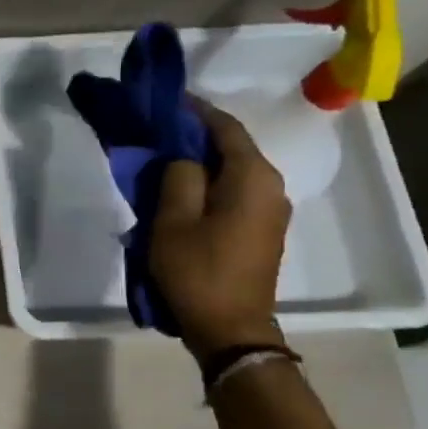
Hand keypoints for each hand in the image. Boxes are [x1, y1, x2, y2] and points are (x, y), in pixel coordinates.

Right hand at [149, 101, 291, 360]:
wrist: (230, 329)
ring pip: (233, 171)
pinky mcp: (261, 230)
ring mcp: (270, 211)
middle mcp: (271, 187)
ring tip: (163, 157)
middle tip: (156, 129)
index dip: (195, 110)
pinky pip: (234, 192)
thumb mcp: (173, 221)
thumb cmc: (198, 272)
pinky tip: (181, 188)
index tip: (165, 100)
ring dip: (200, 160)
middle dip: (195, 134)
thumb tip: (183, 156)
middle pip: (232, 147)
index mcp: (253, 178)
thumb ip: (178, 176)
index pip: (225, 128)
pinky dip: (209, 182)